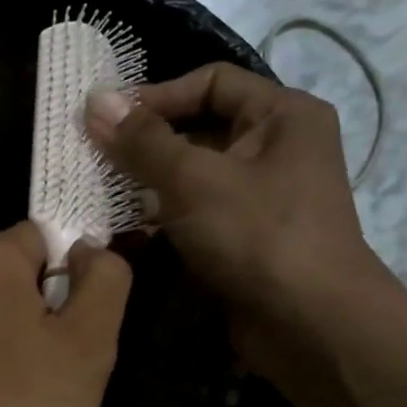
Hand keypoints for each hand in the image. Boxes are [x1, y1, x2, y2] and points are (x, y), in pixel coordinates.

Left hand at [0, 221, 130, 406]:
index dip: (72, 279)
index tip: (78, 329)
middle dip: (41, 314)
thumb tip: (89, 250)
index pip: (45, 239)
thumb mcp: (90, 342)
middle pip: (12, 278)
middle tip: (58, 369)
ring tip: (23, 397)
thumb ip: (105, 279)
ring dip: (10, 343)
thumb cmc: (19, 406)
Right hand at [85, 63, 394, 369]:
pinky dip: (164, 218)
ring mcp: (264, 197)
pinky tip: (125, 230)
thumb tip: (94, 100)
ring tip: (101, 193)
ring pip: (195, 176)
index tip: (106, 120)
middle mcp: (278, 148)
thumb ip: (142, 141)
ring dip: (149, 184)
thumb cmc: (257, 235)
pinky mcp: (248, 238)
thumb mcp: (193, 179)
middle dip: (146, 144)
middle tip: (95, 158)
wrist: (311, 325)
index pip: (211, 82)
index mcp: (282, 114)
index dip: (157, 95)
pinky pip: (199, 213)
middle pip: (201, 128)